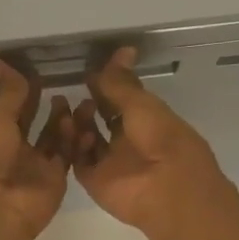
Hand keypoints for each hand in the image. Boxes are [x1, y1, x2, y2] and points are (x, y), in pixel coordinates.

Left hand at [0, 58, 70, 239]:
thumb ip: (6, 92)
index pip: (10, 107)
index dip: (22, 89)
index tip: (40, 68)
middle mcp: (13, 150)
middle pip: (34, 122)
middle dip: (47, 104)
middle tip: (65, 83)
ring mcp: (35, 165)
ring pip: (54, 137)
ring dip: (64, 120)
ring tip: (78, 102)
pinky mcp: (56, 178)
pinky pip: (68, 155)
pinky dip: (76, 139)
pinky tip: (85, 122)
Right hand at [70, 47, 235, 236]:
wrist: (167, 189)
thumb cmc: (163, 140)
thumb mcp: (142, 105)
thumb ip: (123, 82)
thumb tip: (123, 49)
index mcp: (149, 122)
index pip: (123, 100)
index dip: (107, 86)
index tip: (89, 71)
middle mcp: (129, 142)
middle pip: (103, 119)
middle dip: (89, 105)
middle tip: (73, 91)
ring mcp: (112, 163)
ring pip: (87, 139)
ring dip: (78, 123)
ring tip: (72, 110)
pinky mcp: (95, 181)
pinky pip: (78, 160)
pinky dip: (72, 145)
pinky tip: (71, 131)